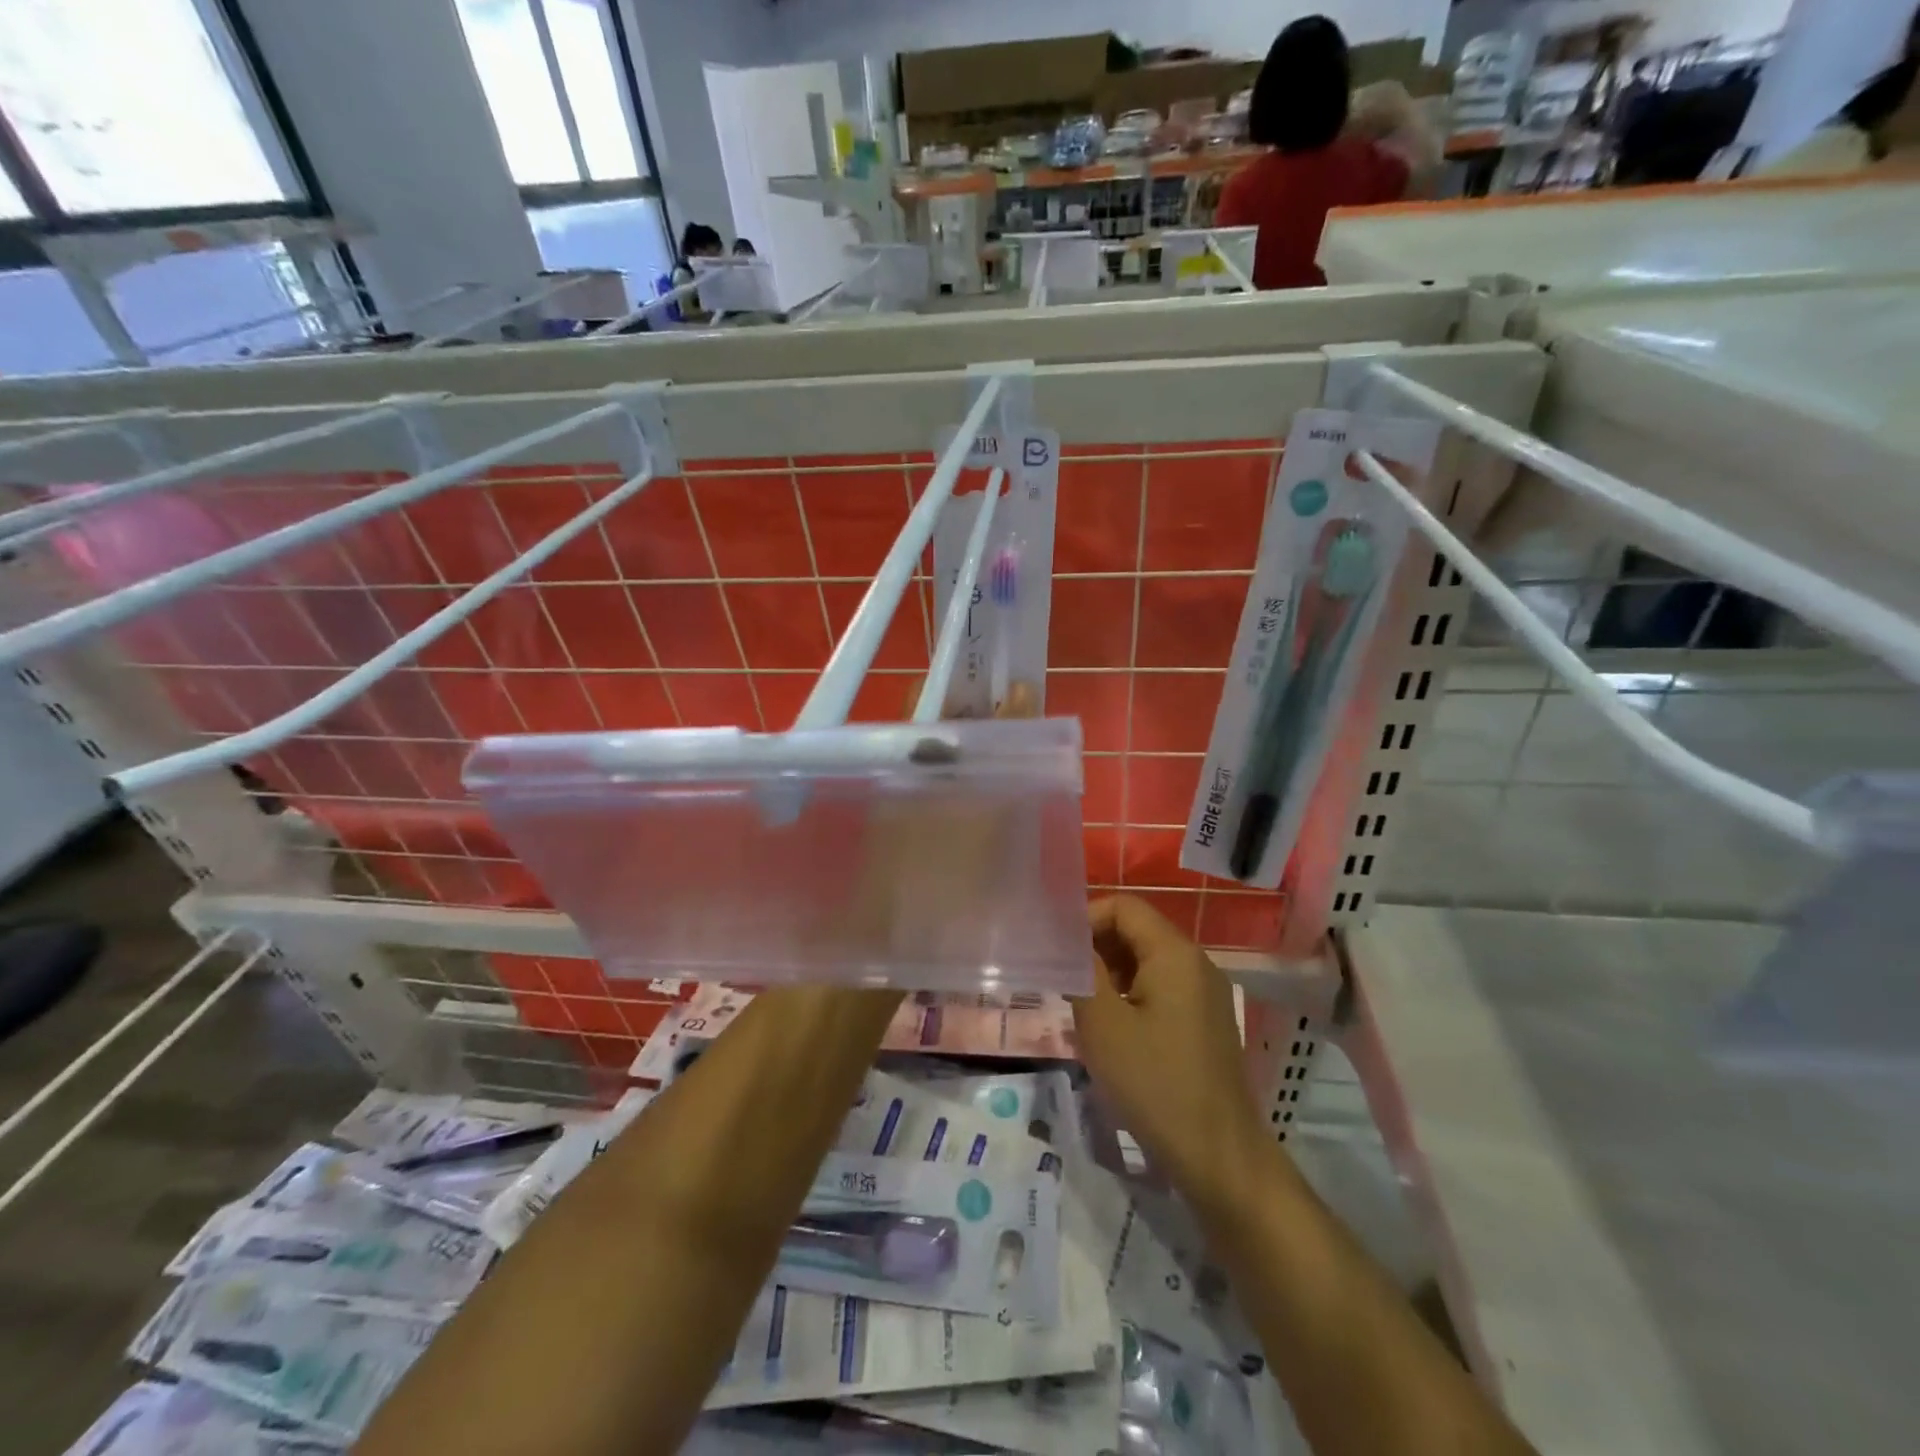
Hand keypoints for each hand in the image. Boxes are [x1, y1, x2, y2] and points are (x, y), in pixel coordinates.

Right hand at [1072, 895, 1263, 1203]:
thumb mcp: (1103, 1023)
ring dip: (1109, 976)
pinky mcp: (1205, 1023)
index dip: (1085, 919)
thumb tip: (1066, 941)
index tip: (1056, 952)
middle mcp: (1195, 963)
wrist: (1218, 1156)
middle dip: (1095, 949)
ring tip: (1081, 1010)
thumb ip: (1080, 970)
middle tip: (1062, 982)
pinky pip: (1161, 991)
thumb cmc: (1155, 1083)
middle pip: (1136, 932)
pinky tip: (1111, 1033)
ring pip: (1146, 963)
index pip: (1123, 907)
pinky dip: (1130, 997)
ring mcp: (1205, 994)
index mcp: (1174, 953)